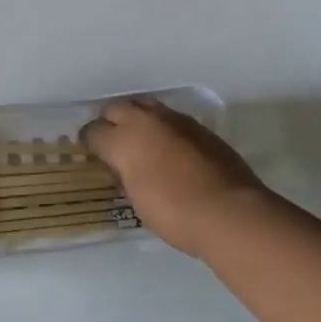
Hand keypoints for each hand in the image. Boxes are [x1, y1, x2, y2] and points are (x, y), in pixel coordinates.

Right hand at [81, 97, 268, 258]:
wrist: (230, 211)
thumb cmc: (175, 213)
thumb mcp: (137, 200)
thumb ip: (126, 175)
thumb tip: (124, 167)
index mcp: (123, 140)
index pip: (94, 131)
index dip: (90, 142)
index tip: (93, 153)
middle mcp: (145, 121)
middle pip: (117, 108)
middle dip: (111, 121)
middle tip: (114, 143)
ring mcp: (175, 120)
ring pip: (145, 107)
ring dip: (139, 120)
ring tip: (142, 142)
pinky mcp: (199, 126)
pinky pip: (171, 120)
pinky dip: (164, 129)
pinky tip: (171, 148)